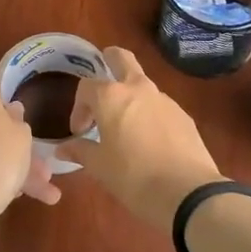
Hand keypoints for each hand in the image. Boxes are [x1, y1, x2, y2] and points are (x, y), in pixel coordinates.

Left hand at [0, 76, 61, 212]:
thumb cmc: (2, 154)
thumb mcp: (22, 135)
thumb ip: (17, 119)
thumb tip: (10, 109)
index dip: (1, 98)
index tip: (16, 115)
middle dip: (10, 142)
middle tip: (36, 164)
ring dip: (4, 166)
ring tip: (35, 194)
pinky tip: (10, 197)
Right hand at [54, 47, 223, 230]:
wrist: (187, 192)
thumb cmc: (133, 177)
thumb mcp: (99, 167)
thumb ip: (80, 151)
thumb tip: (63, 148)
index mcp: (112, 97)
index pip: (86, 87)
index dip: (78, 107)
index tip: (80, 132)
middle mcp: (139, 89)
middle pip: (123, 59)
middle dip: (110, 59)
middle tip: (103, 76)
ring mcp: (165, 100)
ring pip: (143, 85)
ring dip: (131, 96)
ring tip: (125, 126)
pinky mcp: (184, 116)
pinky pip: (160, 107)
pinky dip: (150, 115)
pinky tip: (150, 142)